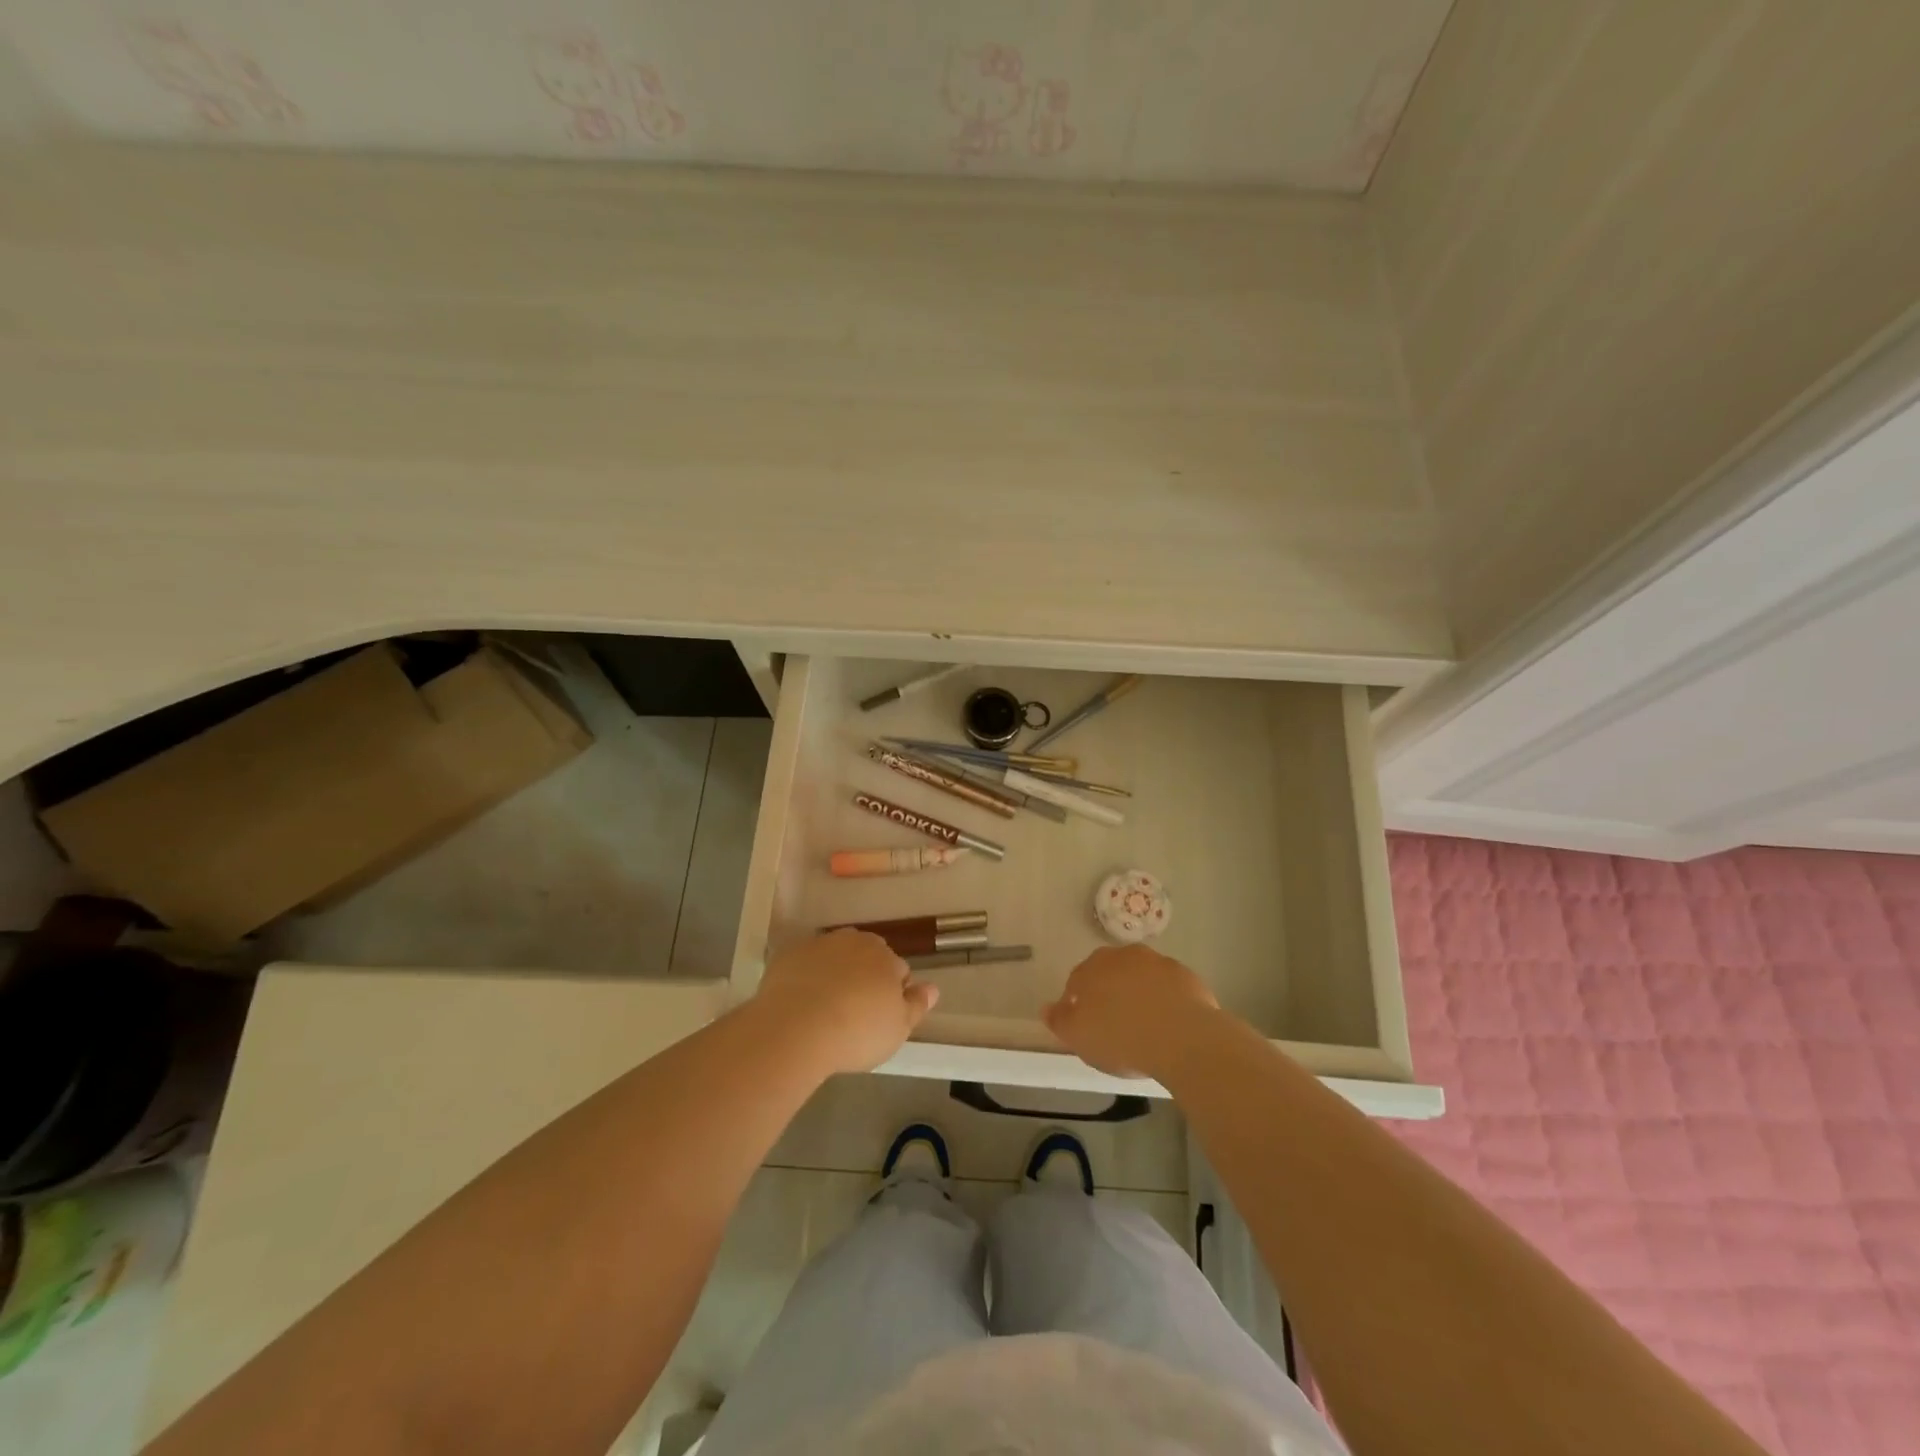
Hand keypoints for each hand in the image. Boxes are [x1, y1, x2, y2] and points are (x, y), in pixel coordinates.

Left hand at [750, 930, 938, 1075]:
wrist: (795, 1029)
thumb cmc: (856, 1032)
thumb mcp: (898, 1028)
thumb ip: (917, 1005)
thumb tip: (933, 988)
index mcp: (885, 957)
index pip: (899, 970)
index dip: (894, 993)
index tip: (883, 1016)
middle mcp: (854, 941)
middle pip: (867, 956)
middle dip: (866, 976)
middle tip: (856, 1011)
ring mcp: (819, 945)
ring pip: (836, 956)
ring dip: (837, 972)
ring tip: (828, 1007)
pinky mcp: (789, 955)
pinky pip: (806, 964)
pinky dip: (807, 976)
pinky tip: (802, 1003)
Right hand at [1043, 944, 1219, 1078]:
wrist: (1183, 1039)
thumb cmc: (1122, 1038)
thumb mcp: (1080, 1038)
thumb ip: (1060, 1021)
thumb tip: (1045, 1008)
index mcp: (1093, 967)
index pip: (1077, 981)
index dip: (1078, 1004)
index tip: (1086, 1027)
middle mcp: (1124, 956)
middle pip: (1110, 973)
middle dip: (1109, 993)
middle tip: (1114, 1024)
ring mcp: (1158, 963)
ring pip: (1141, 977)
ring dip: (1139, 993)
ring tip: (1144, 1025)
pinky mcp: (1186, 976)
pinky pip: (1169, 987)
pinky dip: (1166, 999)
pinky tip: (1169, 1024)